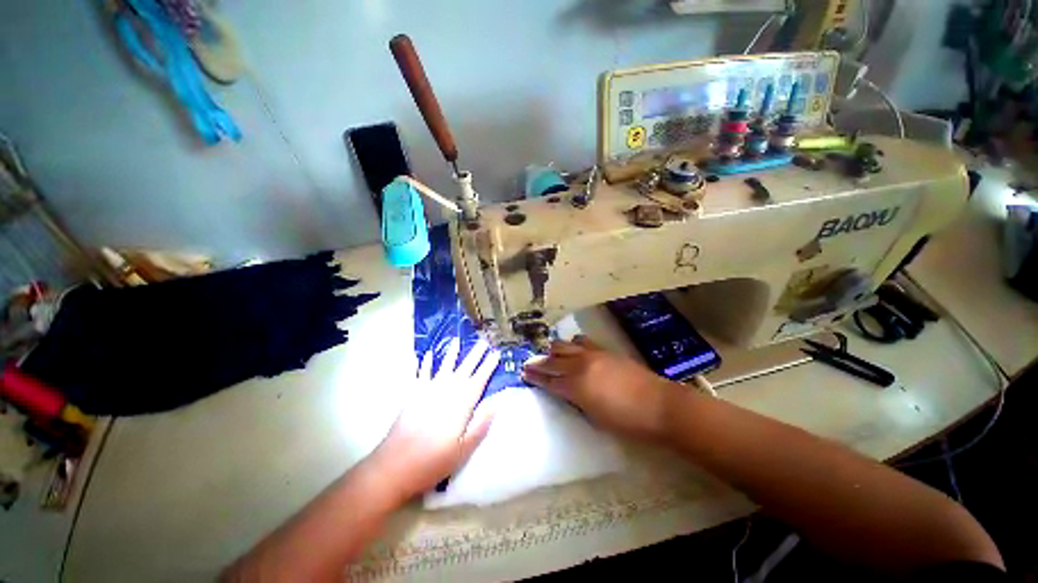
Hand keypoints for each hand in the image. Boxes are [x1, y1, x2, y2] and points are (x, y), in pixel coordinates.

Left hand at [368, 338, 500, 500]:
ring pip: (444, 366)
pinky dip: (424, 363)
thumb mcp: (464, 448)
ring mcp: (428, 391)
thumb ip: (481, 423)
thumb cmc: (434, 460)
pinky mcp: (412, 395)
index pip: (479, 379)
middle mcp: (447, 391)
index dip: (488, 366)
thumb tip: (496, 401)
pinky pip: (420, 374)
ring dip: (451, 353)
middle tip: (484, 341)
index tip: (496, 353)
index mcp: (461, 404)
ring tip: (457, 340)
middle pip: (464, 368)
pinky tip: (427, 354)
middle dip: (475, 354)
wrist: (395, 466)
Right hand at [522, 336, 676, 441]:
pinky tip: (574, 347)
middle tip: (530, 364)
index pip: (549, 380)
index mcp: (576, 386)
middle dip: (539, 362)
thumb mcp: (595, 417)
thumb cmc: (627, 421)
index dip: (535, 376)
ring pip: (565, 345)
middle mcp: (580, 365)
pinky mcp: (604, 350)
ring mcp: (593, 354)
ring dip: (555, 350)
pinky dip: (573, 344)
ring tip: (551, 355)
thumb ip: (576, 401)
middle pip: (553, 360)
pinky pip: (583, 341)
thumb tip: (566, 391)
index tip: (524, 372)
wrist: (660, 405)